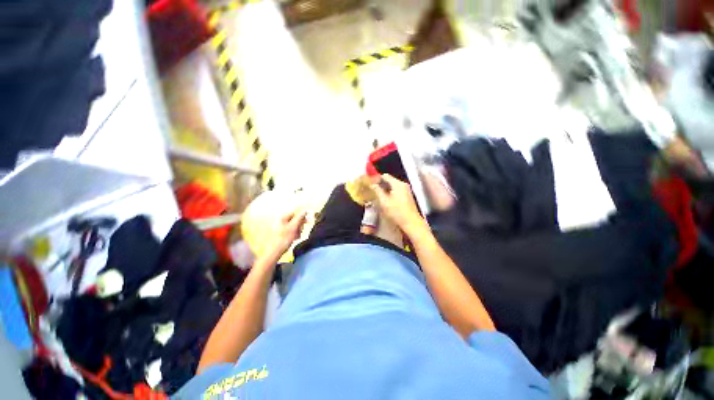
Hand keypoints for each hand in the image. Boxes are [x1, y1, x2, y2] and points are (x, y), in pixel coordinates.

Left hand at [270, 210, 306, 256]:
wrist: (276, 250)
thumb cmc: (285, 238)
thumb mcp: (294, 226)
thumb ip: (300, 218)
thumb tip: (305, 211)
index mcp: (283, 218)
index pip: (295, 213)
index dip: (302, 217)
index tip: (306, 222)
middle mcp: (282, 221)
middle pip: (296, 220)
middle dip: (300, 226)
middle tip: (300, 231)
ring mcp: (283, 228)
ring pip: (295, 226)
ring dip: (298, 231)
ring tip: (296, 236)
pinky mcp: (284, 234)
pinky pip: (292, 231)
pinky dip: (295, 234)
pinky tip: (294, 239)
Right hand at [371, 174, 426, 235]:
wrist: (412, 223)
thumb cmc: (397, 212)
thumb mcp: (384, 202)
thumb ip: (377, 191)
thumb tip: (372, 184)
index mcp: (398, 184)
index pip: (385, 176)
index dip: (377, 178)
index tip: (370, 183)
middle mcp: (403, 185)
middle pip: (389, 180)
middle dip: (380, 184)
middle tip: (372, 190)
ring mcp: (406, 190)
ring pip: (393, 186)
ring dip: (385, 189)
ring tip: (377, 195)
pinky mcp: (407, 196)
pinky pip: (396, 191)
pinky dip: (390, 193)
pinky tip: (385, 199)